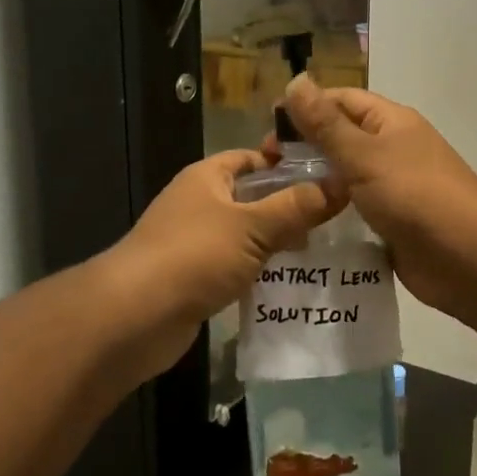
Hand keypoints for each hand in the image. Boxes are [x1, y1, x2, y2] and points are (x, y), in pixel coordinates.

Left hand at [104, 150, 341, 376]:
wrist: (135, 316)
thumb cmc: (195, 255)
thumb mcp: (253, 226)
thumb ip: (297, 207)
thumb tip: (341, 183)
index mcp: (207, 177)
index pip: (252, 158)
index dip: (286, 164)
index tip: (326, 177)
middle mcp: (198, 203)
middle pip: (251, 197)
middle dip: (288, 207)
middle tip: (332, 219)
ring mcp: (193, 242)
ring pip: (244, 235)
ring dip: (275, 242)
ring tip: (319, 250)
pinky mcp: (194, 278)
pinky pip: (234, 266)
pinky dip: (257, 271)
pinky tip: (288, 282)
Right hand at [278, 77, 476, 316]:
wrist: (466, 257)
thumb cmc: (414, 194)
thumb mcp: (364, 154)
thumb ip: (326, 123)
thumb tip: (295, 80)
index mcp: (390, 122)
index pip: (340, 101)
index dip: (303, 109)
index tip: (266, 131)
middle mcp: (392, 150)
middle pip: (340, 139)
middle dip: (303, 149)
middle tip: (264, 170)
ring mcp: (393, 188)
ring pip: (345, 178)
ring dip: (314, 184)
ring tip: (273, 197)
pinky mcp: (391, 223)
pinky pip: (354, 212)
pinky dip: (330, 214)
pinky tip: (300, 225)